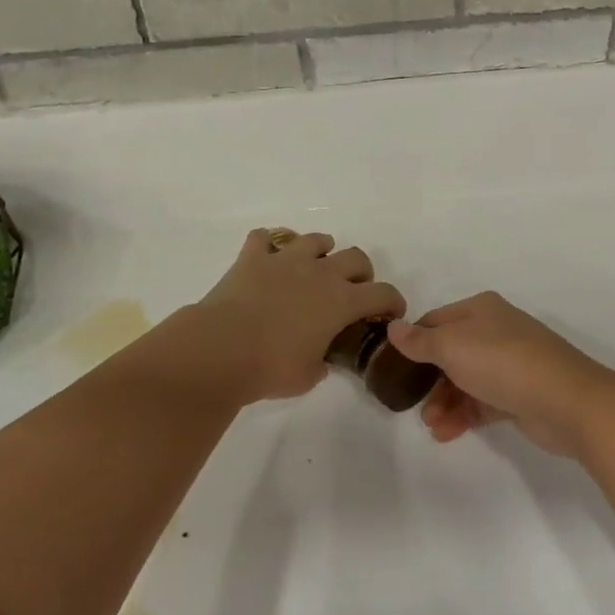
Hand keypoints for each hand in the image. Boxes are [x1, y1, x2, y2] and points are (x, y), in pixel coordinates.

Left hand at [190, 229, 405, 403]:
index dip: (393, 302)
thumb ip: (322, 363)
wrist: (221, 348)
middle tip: (352, 290)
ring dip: (320, 251)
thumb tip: (320, 359)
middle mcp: (320, 273)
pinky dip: (268, 245)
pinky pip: (264, 238)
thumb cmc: (271, 368)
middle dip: (361, 272)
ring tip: (313, 267)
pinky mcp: (253, 257)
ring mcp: (286, 260)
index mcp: (341, 301)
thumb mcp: (308, 376)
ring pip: (315, 239)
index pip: (383, 293)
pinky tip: (266, 258)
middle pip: (356, 257)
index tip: (391, 313)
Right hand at [385, 292, 614, 457]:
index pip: (435, 321)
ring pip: (466, 379)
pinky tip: (447, 433)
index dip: (413, 342)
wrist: (565, 400)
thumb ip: (420, 341)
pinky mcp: (520, 393)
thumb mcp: (451, 346)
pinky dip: (464, 414)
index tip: (392, 368)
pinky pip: (482, 401)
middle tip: (414, 404)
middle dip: (429, 379)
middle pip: (450, 352)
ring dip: (444, 401)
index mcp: (480, 309)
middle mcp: (495, 330)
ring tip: (433, 425)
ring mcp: (510, 362)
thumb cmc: (501, 362)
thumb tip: (394, 328)